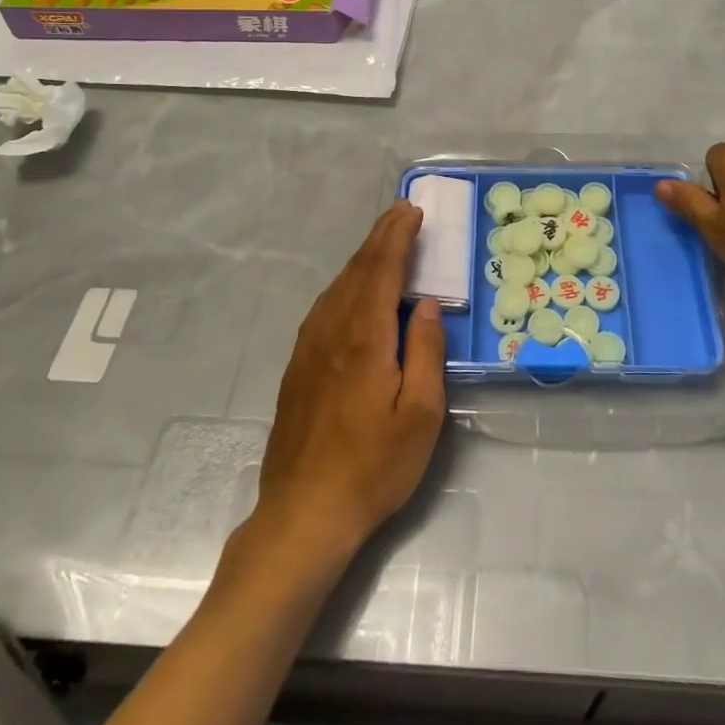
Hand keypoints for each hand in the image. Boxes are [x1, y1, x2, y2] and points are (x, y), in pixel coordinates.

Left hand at [255, 203, 445, 558]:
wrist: (303, 514)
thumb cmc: (373, 467)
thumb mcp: (421, 415)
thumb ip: (427, 351)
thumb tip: (427, 304)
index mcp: (365, 337)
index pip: (383, 269)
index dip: (398, 236)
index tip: (412, 210)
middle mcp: (332, 330)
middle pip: (358, 269)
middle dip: (381, 236)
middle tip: (402, 212)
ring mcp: (309, 347)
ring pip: (338, 285)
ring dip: (363, 257)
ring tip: (384, 241)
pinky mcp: (298, 366)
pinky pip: (325, 306)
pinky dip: (346, 283)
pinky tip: (353, 289)